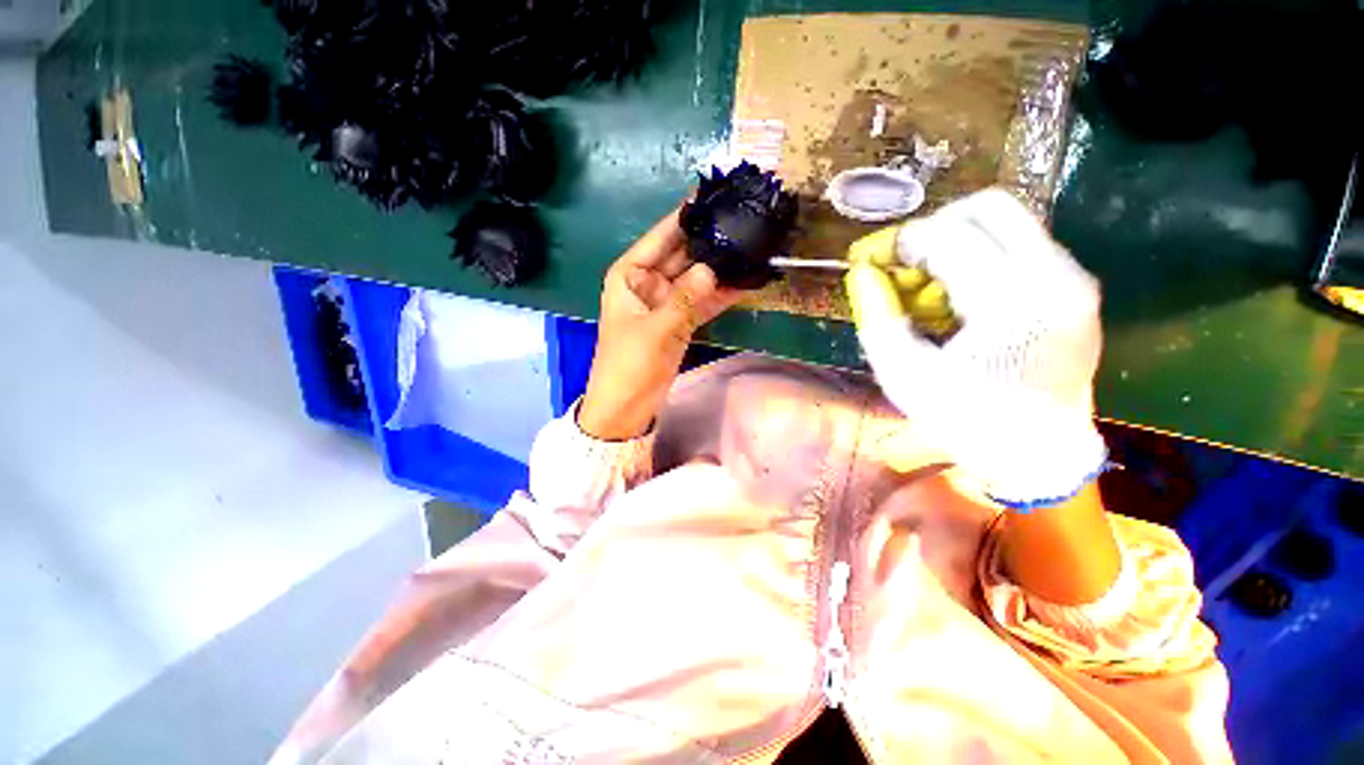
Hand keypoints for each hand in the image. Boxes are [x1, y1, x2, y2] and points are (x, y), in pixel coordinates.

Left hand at [578, 209, 741, 439]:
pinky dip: (720, 294)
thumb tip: (714, 269)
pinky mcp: (679, 320)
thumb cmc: (629, 365)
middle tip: (743, 219)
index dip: (686, 215)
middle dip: (709, 240)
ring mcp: (666, 302)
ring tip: (752, 246)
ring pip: (696, 277)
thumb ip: (686, 298)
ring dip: (719, 267)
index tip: (713, 194)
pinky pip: (702, 301)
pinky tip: (745, 281)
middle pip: (682, 254)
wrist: (627, 407)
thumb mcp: (656, 330)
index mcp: (630, 274)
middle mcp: (648, 281)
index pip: (662, 236)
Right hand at [845, 189, 1107, 507]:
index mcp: (1011, 303)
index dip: (896, 241)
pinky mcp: (1075, 286)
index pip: (946, 236)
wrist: (1040, 454)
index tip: (866, 259)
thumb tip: (863, 272)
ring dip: (954, 243)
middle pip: (986, 207)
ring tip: (926, 288)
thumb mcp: (904, 375)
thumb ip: (878, 317)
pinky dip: (978, 257)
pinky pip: (1019, 245)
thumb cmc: (967, 420)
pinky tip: (956, 298)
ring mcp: (1073, 278)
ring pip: (1006, 221)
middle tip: (901, 264)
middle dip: (930, 228)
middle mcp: (1055, 275)